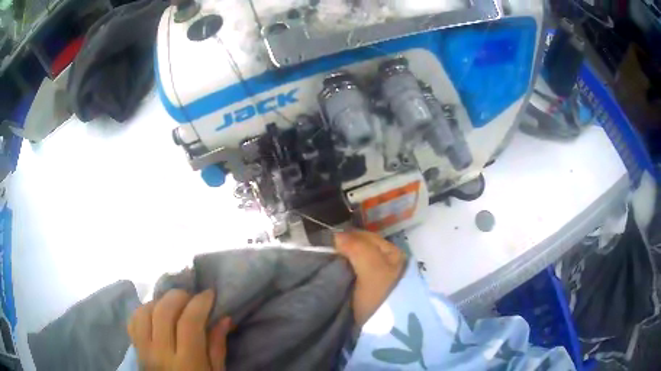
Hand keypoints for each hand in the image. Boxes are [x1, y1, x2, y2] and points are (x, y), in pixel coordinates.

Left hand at [128, 289, 230, 370]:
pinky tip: (156, 313)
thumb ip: (217, 346)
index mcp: (187, 363)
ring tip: (174, 305)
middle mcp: (161, 353)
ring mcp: (144, 350)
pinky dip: (144, 310)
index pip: (189, 323)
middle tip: (192, 297)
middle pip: (163, 311)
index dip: (200, 303)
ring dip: (160, 301)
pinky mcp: (135, 348)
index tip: (209, 294)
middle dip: (179, 296)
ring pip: (144, 311)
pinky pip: (133, 320)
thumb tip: (224, 318)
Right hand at [335, 230, 405, 326]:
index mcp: (392, 254)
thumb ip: (357, 248)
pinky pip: (352, 276)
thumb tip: (337, 235)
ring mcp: (377, 278)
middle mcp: (387, 263)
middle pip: (360, 249)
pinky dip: (342, 275)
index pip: (366, 237)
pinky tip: (333, 279)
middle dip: (344, 251)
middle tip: (326, 257)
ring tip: (326, 268)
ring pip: (355, 263)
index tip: (328, 245)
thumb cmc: (381, 297)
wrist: (384, 332)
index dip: (348, 238)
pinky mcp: (367, 292)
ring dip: (342, 264)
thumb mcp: (373, 270)